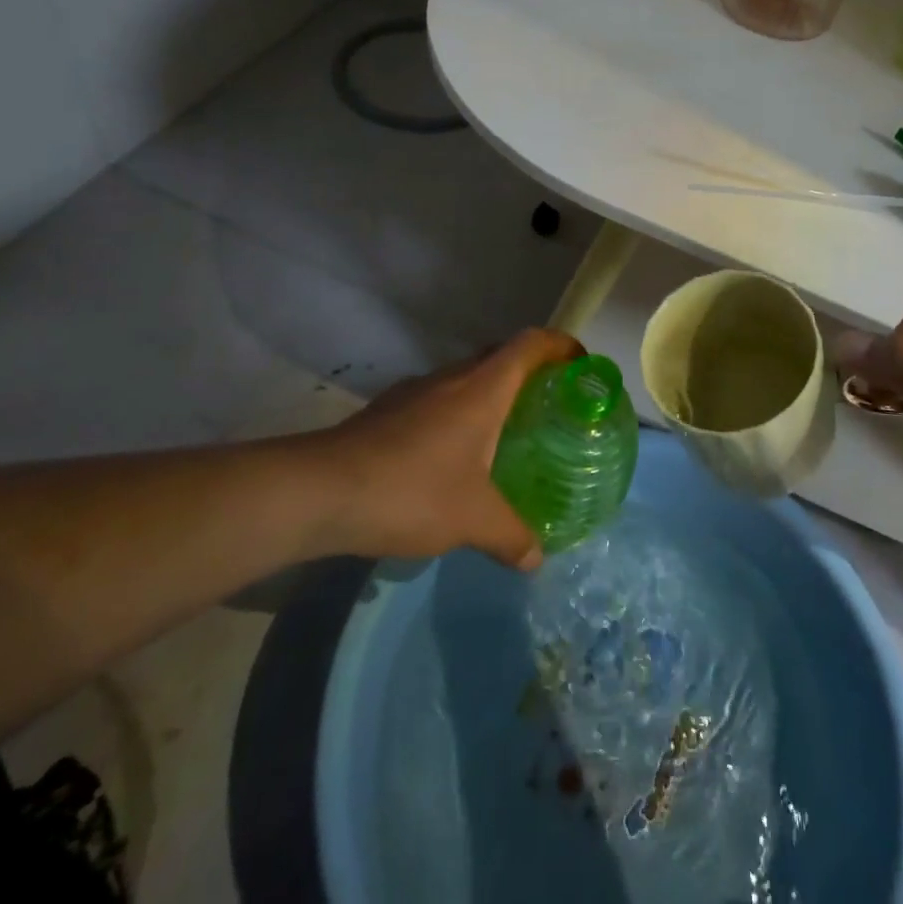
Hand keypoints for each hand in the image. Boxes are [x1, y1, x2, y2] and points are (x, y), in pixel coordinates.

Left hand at [312, 328, 582, 570]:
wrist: (322, 491)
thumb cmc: (411, 490)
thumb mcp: (472, 520)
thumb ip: (511, 535)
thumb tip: (535, 559)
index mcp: (482, 388)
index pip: (530, 344)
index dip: (560, 346)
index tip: (581, 365)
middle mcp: (451, 377)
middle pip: (499, 355)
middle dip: (528, 371)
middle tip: (548, 405)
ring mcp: (415, 390)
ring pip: (465, 378)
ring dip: (489, 394)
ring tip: (503, 434)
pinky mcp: (388, 410)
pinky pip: (437, 399)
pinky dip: (456, 414)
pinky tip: (451, 458)